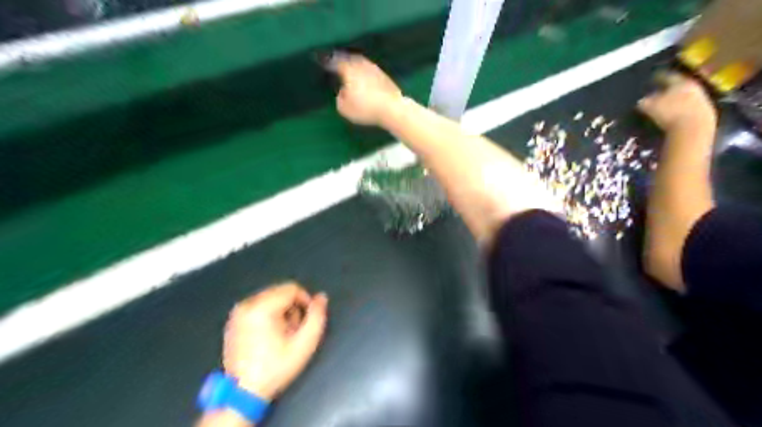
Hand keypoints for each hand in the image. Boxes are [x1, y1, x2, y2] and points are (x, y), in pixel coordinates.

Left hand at [222, 283, 325, 399]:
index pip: (292, 289)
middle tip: (294, 330)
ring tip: (282, 333)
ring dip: (281, 310)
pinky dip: (268, 314)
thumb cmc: (276, 367)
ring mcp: (238, 312)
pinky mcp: (234, 319)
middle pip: (280, 291)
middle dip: (292, 307)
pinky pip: (258, 305)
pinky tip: (269, 335)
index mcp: (262, 308)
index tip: (306, 321)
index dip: (305, 301)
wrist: (243, 393)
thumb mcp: (305, 344)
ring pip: (270, 297)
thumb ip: (317, 317)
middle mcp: (247, 304)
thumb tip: (321, 297)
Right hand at [327, 51, 404, 124]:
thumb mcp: (345, 109)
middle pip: (347, 58)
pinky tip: (363, 76)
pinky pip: (369, 69)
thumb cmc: (366, 109)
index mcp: (348, 69)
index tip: (319, 59)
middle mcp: (360, 64)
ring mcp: (374, 68)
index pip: (333, 61)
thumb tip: (343, 92)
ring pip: (360, 62)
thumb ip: (340, 98)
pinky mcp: (384, 76)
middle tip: (334, 61)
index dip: (325, 61)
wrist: (392, 108)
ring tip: (348, 68)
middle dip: (340, 59)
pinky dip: (364, 71)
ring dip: (353, 64)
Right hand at [639, 72, 717, 133]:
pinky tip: (674, 115)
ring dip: (676, 99)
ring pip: (686, 96)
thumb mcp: (649, 107)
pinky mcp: (706, 112)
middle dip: (668, 89)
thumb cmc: (669, 113)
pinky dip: (681, 109)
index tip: (652, 78)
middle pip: (679, 85)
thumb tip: (642, 100)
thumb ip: (644, 101)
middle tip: (659, 92)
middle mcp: (693, 87)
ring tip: (666, 105)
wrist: (693, 128)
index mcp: (680, 82)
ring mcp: (702, 99)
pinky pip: (690, 107)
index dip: (658, 77)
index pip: (668, 76)